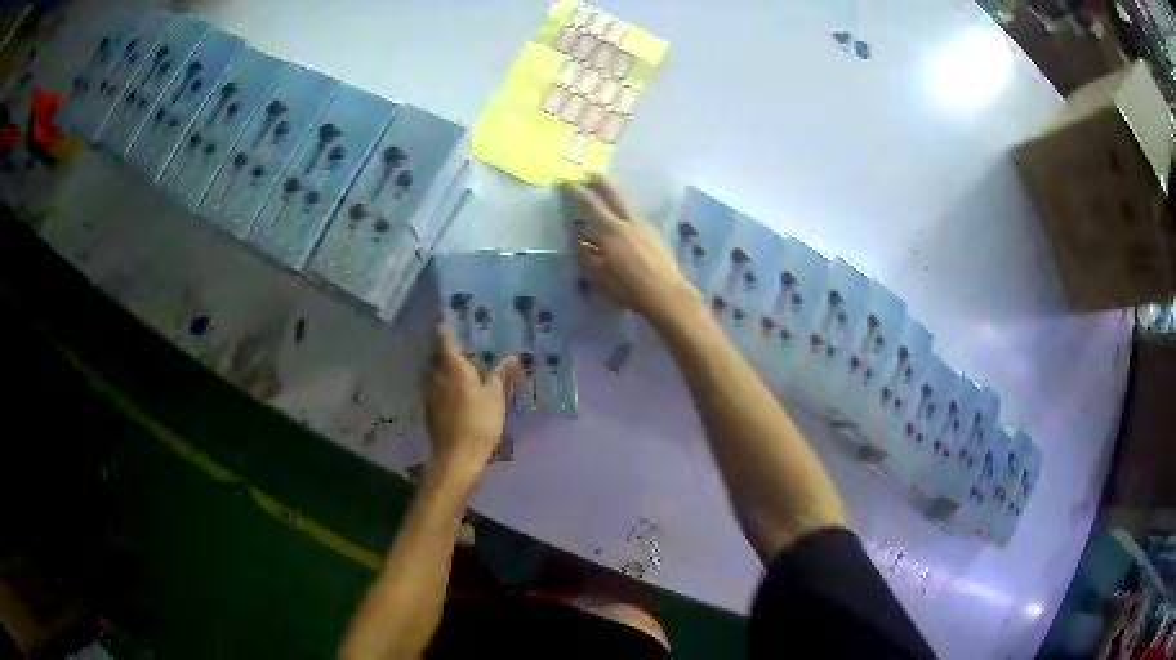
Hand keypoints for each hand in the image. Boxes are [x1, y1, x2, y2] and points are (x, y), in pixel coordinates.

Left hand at [424, 326, 520, 480]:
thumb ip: (499, 375)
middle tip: (460, 345)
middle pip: (435, 355)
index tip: (448, 321)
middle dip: (444, 349)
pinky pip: (432, 387)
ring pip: (432, 371)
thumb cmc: (478, 423)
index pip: (444, 340)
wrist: (455, 457)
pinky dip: (440, 383)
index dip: (445, 329)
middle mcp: (435, 375)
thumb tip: (511, 356)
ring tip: (457, 367)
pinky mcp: (428, 408)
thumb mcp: (495, 398)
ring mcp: (429, 392)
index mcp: (452, 367)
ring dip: (441, 367)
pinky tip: (453, 391)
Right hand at [562, 175, 700, 323]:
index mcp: (611, 230)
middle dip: (601, 183)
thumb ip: (587, 254)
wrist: (666, 294)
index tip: (567, 182)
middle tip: (592, 173)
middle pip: (614, 195)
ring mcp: (645, 227)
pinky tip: (625, 233)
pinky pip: (636, 223)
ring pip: (627, 209)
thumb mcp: (599, 275)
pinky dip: (626, 221)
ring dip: (615, 203)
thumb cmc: (628, 287)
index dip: (577, 192)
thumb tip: (581, 238)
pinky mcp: (656, 236)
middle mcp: (629, 223)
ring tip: (608, 207)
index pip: (590, 205)